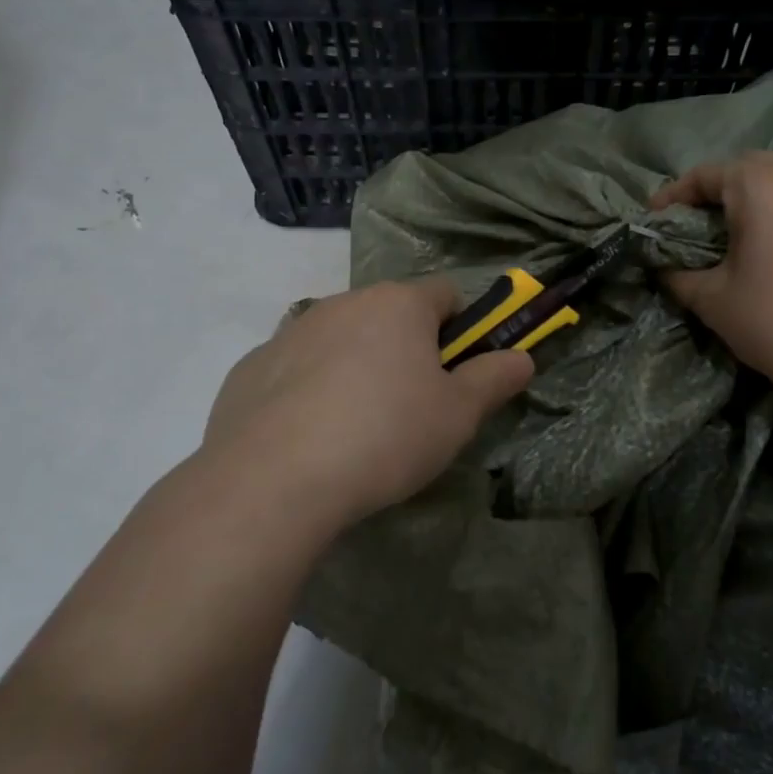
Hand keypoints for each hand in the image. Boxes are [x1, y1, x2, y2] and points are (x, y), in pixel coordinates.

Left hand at [198, 278, 532, 531]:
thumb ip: (494, 379)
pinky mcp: (251, 366)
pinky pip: (296, 368)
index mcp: (398, 304)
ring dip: (356, 366)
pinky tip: (308, 438)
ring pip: (341, 339)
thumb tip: (522, 357)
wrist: (274, 479)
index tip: (457, 373)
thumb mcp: (458, 415)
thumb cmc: (386, 436)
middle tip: (411, 407)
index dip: (461, 329)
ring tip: (356, 429)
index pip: (446, 294)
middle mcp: (343, 302)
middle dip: (407, 349)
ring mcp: (291, 331)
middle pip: (390, 315)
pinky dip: (309, 389)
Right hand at [650, 152, 772, 399]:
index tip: (658, 215)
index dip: (676, 195)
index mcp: (756, 184)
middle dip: (725, 188)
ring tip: (765, 212)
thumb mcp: (711, 301)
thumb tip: (664, 266)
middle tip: (709, 221)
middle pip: (753, 166)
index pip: (705, 176)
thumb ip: (678, 274)